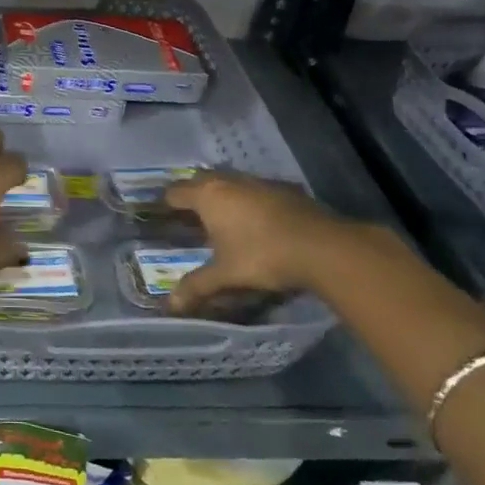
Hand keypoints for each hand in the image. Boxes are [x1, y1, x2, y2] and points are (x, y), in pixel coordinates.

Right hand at [163, 170, 367, 314]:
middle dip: (192, 194)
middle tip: (188, 214)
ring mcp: (259, 181)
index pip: (176, 192)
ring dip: (222, 194)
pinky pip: (255, 189)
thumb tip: (170, 305)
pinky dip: (248, 199)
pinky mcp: (284, 188)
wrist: (322, 247)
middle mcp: (229, 181)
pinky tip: (256, 219)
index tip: (162, 215)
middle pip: (201, 180)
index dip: (166, 203)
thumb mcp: (226, 275)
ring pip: (230, 181)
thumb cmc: (263, 256)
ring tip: (221, 216)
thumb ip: (197, 286)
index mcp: (208, 196)